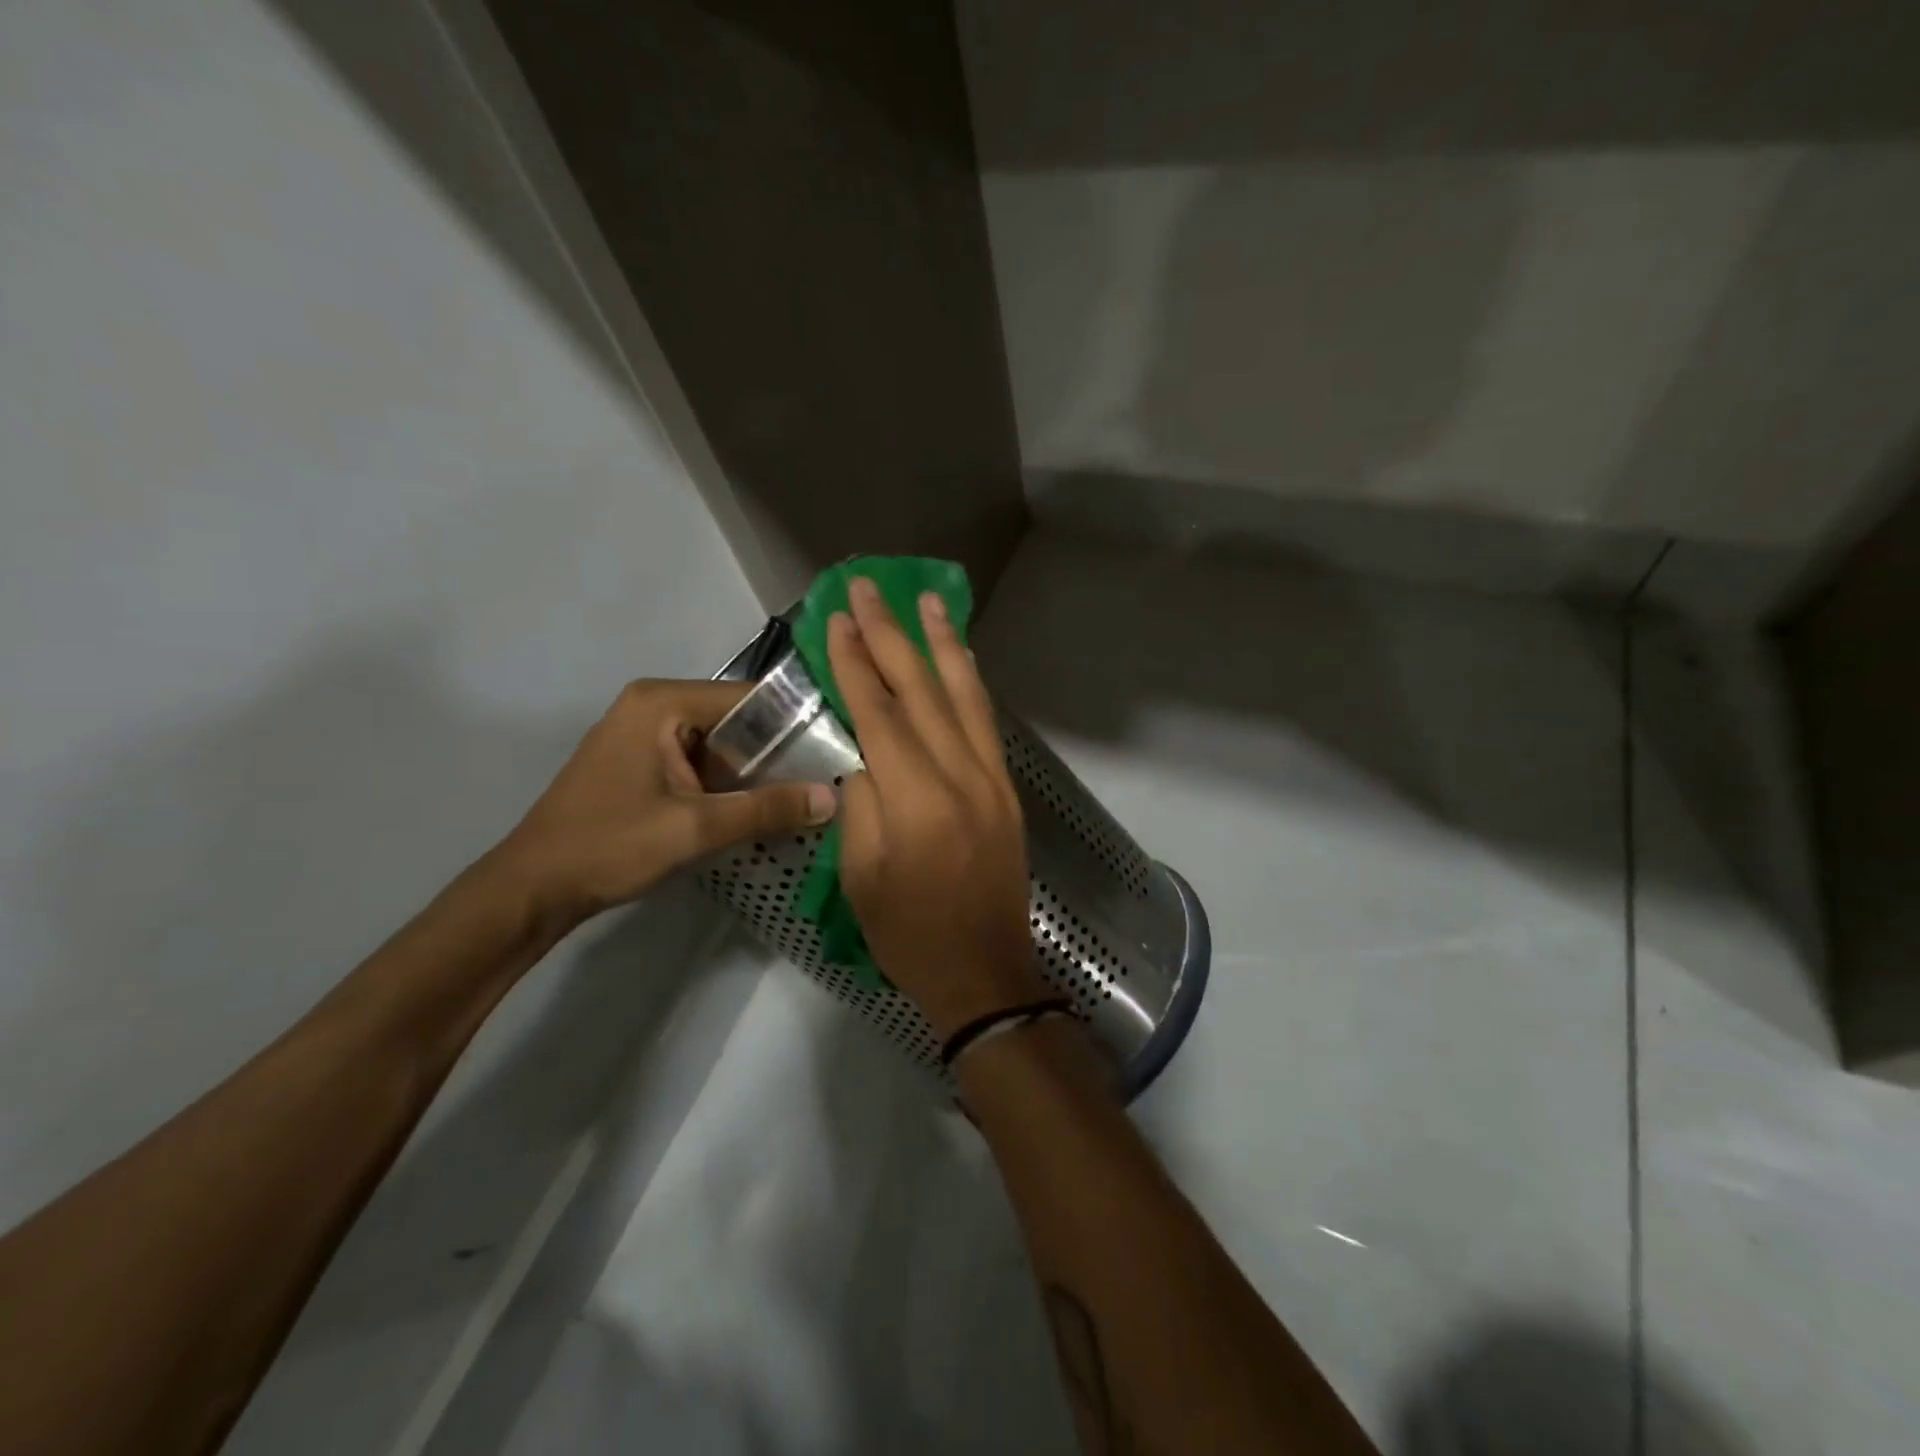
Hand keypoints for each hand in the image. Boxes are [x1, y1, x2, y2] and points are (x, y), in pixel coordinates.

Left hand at [499, 679, 835, 926]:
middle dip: (776, 752)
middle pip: (734, 719)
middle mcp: (653, 704)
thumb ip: (766, 810)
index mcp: (662, 702)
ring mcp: (643, 732)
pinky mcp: (640, 760)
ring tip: (802, 794)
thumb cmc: (609, 845)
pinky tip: (757, 808)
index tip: (835, 748)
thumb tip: (832, 799)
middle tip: (825, 778)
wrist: (532, 889)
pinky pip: (698, 761)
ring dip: (752, 771)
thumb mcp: (695, 828)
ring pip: (719, 743)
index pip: (748, 697)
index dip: (794, 722)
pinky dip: (726, 783)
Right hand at [828, 578, 1048, 1038]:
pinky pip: (987, 724)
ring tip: (928, 600)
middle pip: (923, 691)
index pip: (881, 714)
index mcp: (918, 801)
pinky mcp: (1007, 790)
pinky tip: (961, 659)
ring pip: (966, 696)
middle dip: (892, 635)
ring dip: (944, 644)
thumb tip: (866, 756)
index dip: (856, 663)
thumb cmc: (910, 935)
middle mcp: (962, 776)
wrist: (985, 972)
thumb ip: (861, 804)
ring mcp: (992, 780)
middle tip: (871, 587)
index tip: (838, 619)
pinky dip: (971, 685)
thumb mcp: (862, 876)